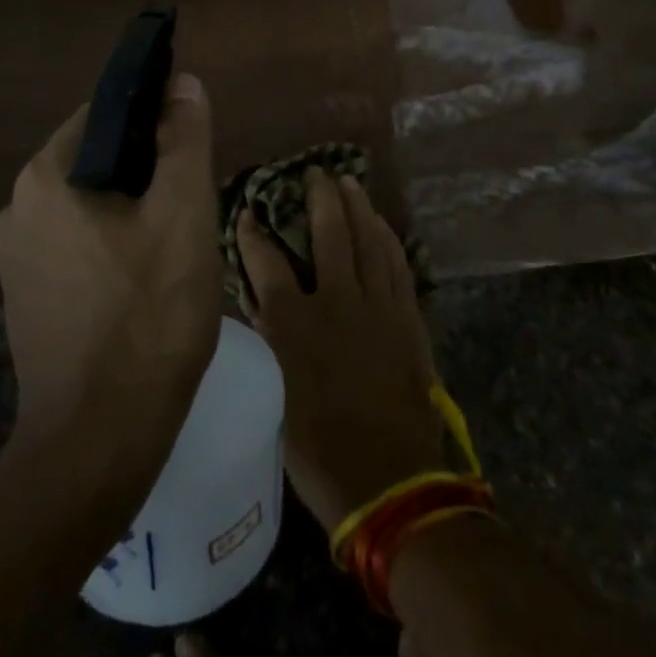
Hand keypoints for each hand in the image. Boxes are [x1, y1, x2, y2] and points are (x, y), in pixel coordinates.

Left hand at [0, 73, 222, 465]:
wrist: (100, 440)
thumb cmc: (149, 315)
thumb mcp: (184, 215)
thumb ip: (184, 140)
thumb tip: (182, 84)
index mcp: (45, 177)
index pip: (105, 114)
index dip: (155, 117)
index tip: (193, 143)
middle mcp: (16, 208)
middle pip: (97, 160)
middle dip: (148, 169)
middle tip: (195, 199)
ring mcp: (15, 258)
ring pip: (89, 205)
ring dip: (133, 209)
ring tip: (178, 238)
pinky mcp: (26, 297)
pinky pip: (77, 245)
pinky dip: (113, 244)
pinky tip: (148, 277)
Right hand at [236, 169, 444, 530]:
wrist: (391, 483)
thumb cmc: (320, 450)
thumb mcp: (276, 397)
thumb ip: (270, 341)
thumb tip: (259, 304)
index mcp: (297, 326)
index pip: (267, 264)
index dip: (254, 235)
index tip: (248, 213)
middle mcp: (338, 303)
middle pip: (330, 234)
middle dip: (320, 198)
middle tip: (316, 172)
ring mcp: (379, 307)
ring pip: (370, 241)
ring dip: (359, 208)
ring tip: (350, 183)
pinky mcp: (407, 319)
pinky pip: (398, 265)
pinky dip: (388, 239)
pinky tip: (383, 226)